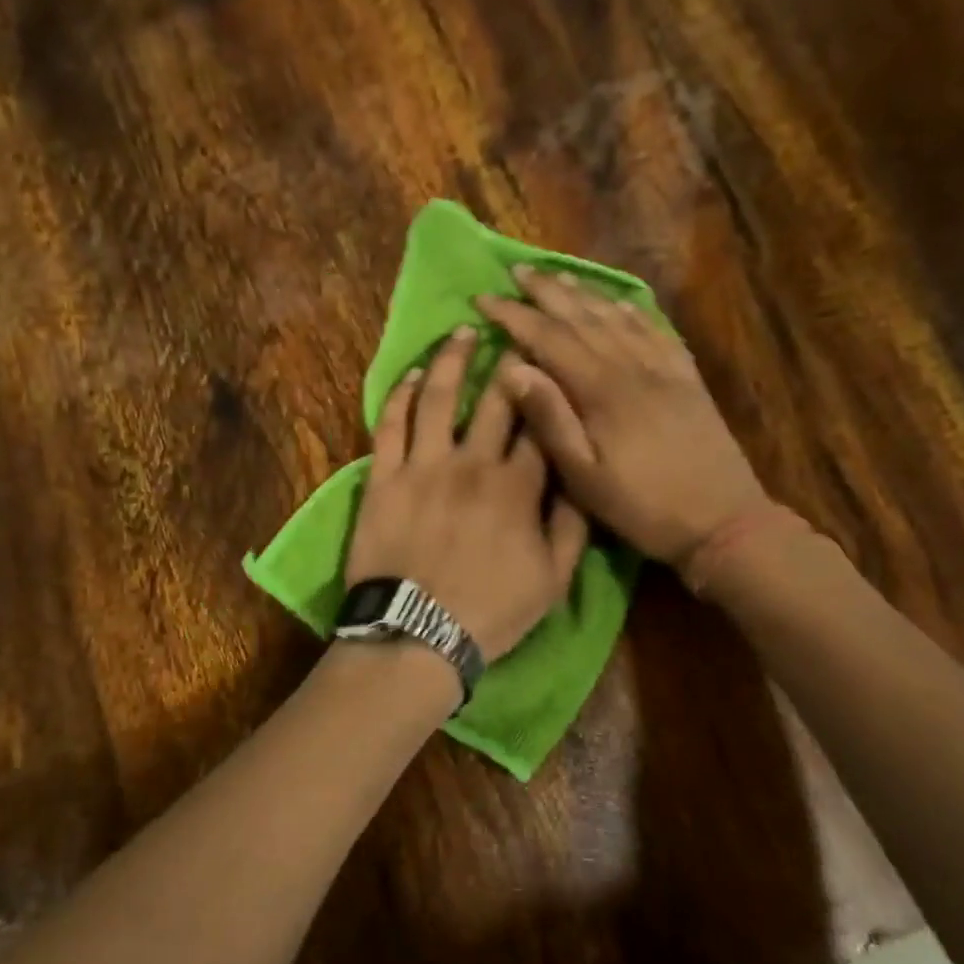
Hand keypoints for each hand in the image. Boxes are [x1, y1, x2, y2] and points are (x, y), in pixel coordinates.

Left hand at [345, 325, 590, 661]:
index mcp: (518, 487)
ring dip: (450, 360)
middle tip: (512, 330)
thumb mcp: (553, 580)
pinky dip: (400, 396)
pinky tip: (410, 375)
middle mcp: (472, 464)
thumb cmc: (490, 611)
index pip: (540, 425)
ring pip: (439, 398)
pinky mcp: (383, 478)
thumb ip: (572, 526)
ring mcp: (423, 467)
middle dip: (508, 361)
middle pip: (496, 400)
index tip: (552, 363)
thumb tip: (580, 480)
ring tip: (460, 332)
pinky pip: (390, 426)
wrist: (417, 634)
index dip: (548, 390)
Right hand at [475, 268, 774, 572]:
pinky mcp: (687, 379)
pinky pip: (655, 331)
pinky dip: (631, 311)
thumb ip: (550, 419)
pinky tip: (619, 303)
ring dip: (584, 294)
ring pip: (617, 317)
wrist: (724, 521)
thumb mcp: (584, 476)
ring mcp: (664, 368)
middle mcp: (632, 366)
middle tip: (516, 270)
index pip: (548, 338)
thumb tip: (511, 368)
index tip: (483, 297)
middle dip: (546, 292)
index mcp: (601, 390)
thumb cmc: (643, 507)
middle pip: (582, 317)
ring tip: (557, 277)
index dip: (513, 315)